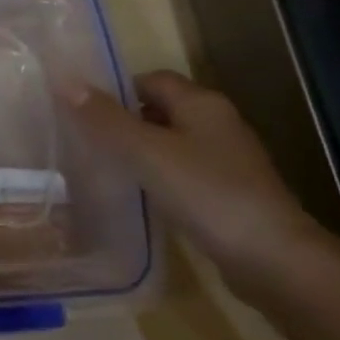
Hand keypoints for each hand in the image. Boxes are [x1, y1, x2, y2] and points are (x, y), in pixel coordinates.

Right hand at [69, 71, 331, 299]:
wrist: (273, 260)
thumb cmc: (207, 193)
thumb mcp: (147, 152)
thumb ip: (106, 119)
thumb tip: (65, 82)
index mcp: (201, 103)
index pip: (151, 79)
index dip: (116, 89)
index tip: (81, 110)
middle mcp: (217, 123)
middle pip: (161, 109)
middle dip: (123, 120)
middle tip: (84, 138)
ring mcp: (226, 160)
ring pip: (171, 143)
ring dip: (139, 150)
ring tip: (101, 166)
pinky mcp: (228, 193)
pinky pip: (183, 172)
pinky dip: (158, 177)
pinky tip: (137, 195)